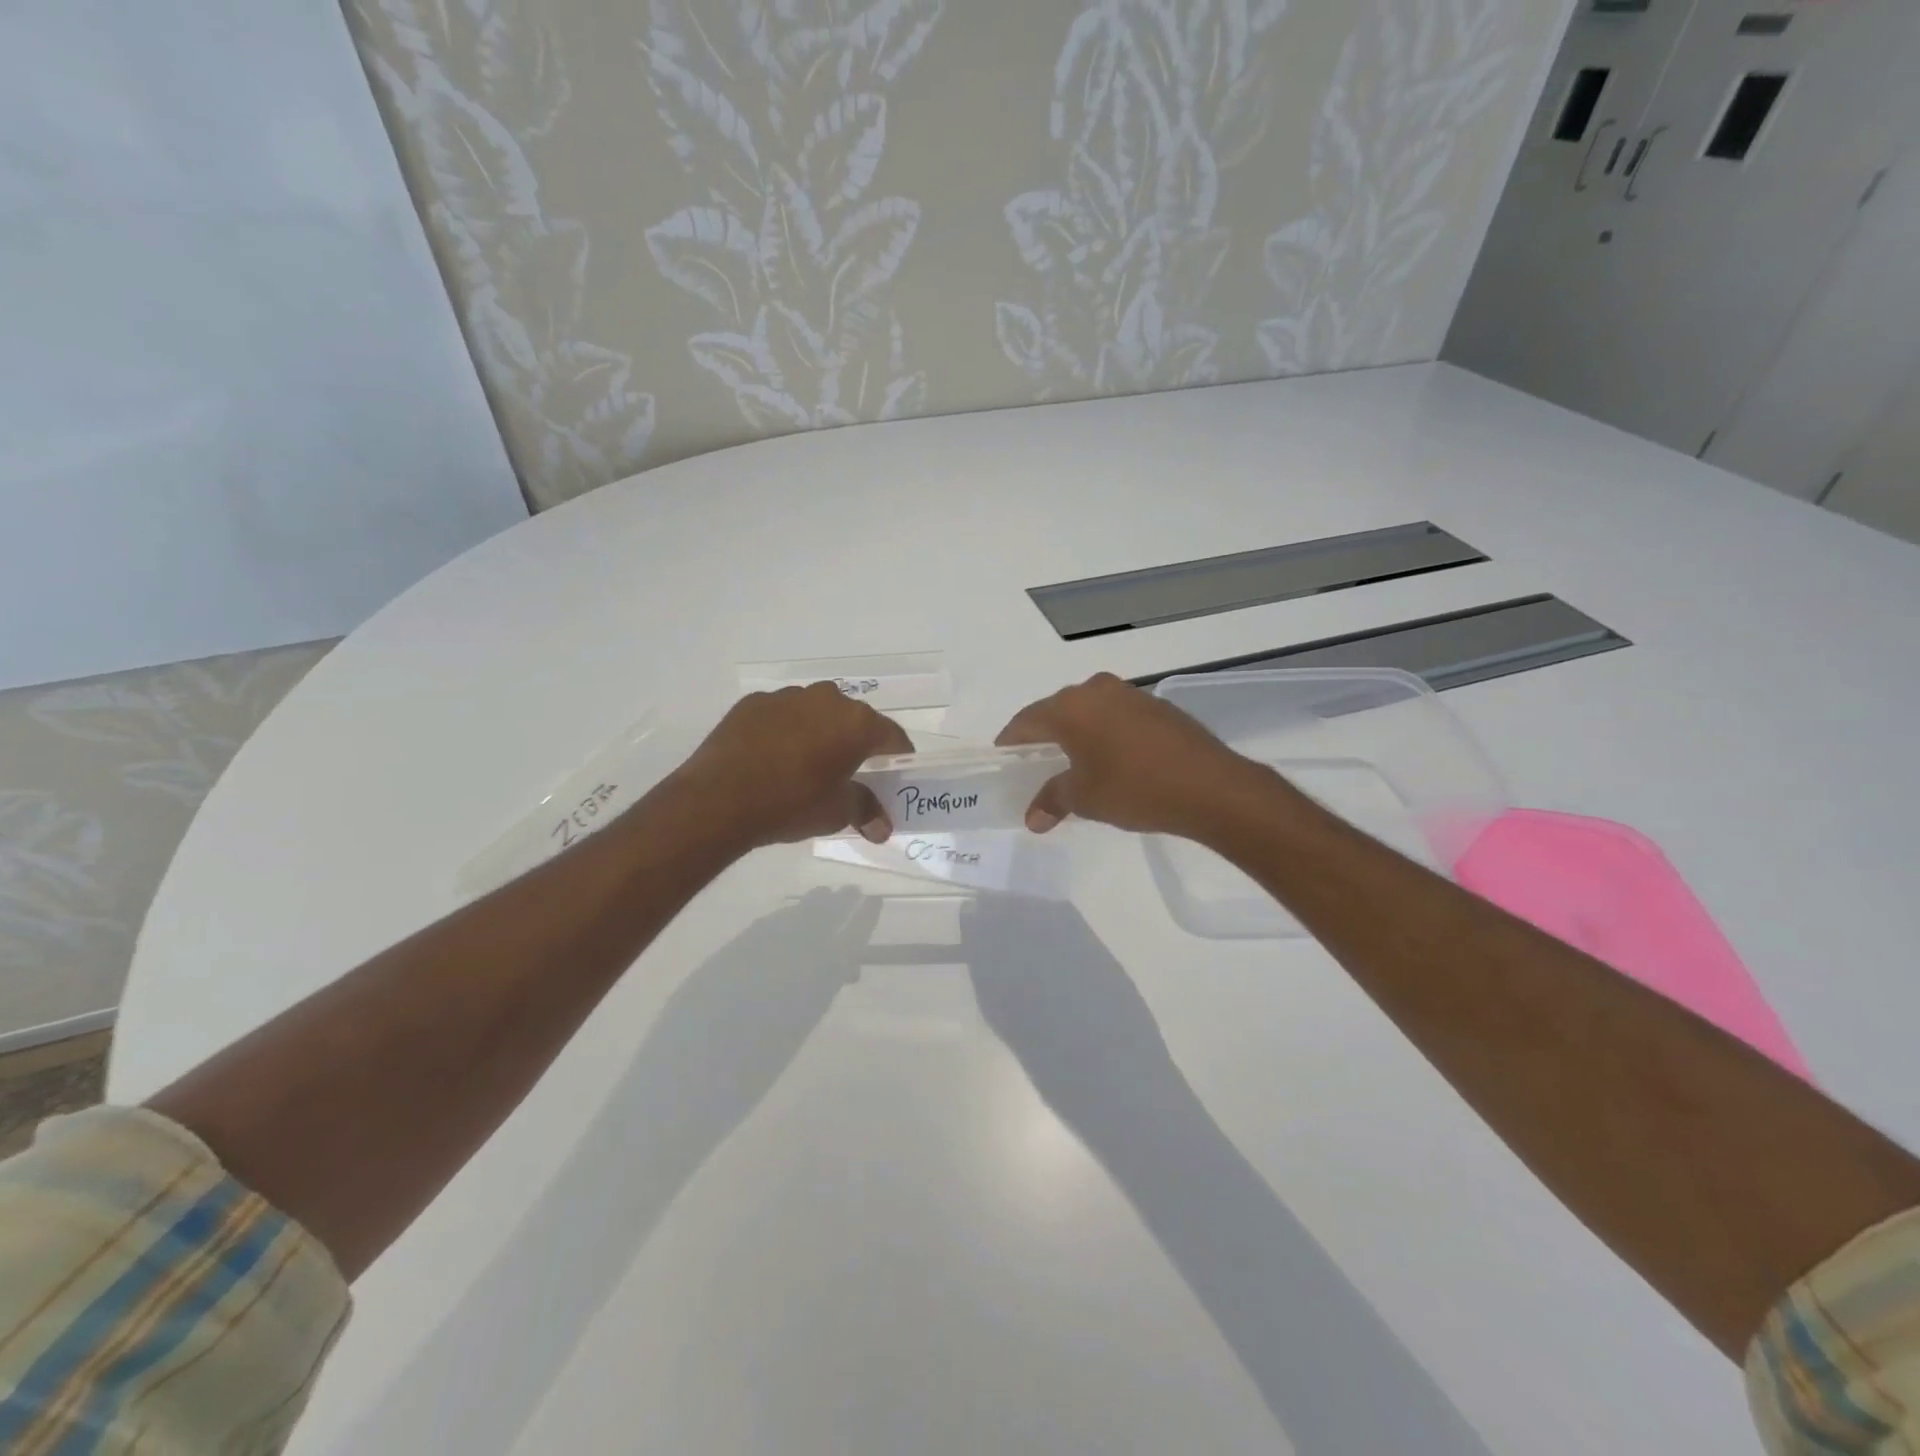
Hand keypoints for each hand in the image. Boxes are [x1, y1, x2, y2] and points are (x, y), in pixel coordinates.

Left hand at [673, 683, 912, 848]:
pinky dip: (785, 730)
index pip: (891, 735)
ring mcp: (787, 697)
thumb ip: (865, 810)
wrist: (719, 799)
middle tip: (851, 770)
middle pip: (853, 719)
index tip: (895, 772)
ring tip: (808, 763)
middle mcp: (826, 699)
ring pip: (816, 712)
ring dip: (819, 731)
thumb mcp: (836, 813)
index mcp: (856, 723)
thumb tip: (882, 828)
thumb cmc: (791, 804)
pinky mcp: (753, 703)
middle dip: (856, 742)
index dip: (897, 755)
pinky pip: (782, 715)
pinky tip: (773, 757)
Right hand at [996, 673, 1265, 838]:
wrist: (1210, 787)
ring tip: (1074, 763)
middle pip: (1058, 710)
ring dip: (1078, 734)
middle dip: (1044, 736)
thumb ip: (1053, 800)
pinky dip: (1106, 734)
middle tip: (1035, 762)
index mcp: (1071, 707)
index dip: (1012, 741)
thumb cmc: (1133, 789)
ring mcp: (1131, 695)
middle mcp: (1097, 690)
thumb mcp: (1084, 798)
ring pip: (1090, 711)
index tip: (1003, 757)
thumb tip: (1033, 819)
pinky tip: (1112, 760)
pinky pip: (1118, 717)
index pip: (1027, 720)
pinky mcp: (1159, 707)